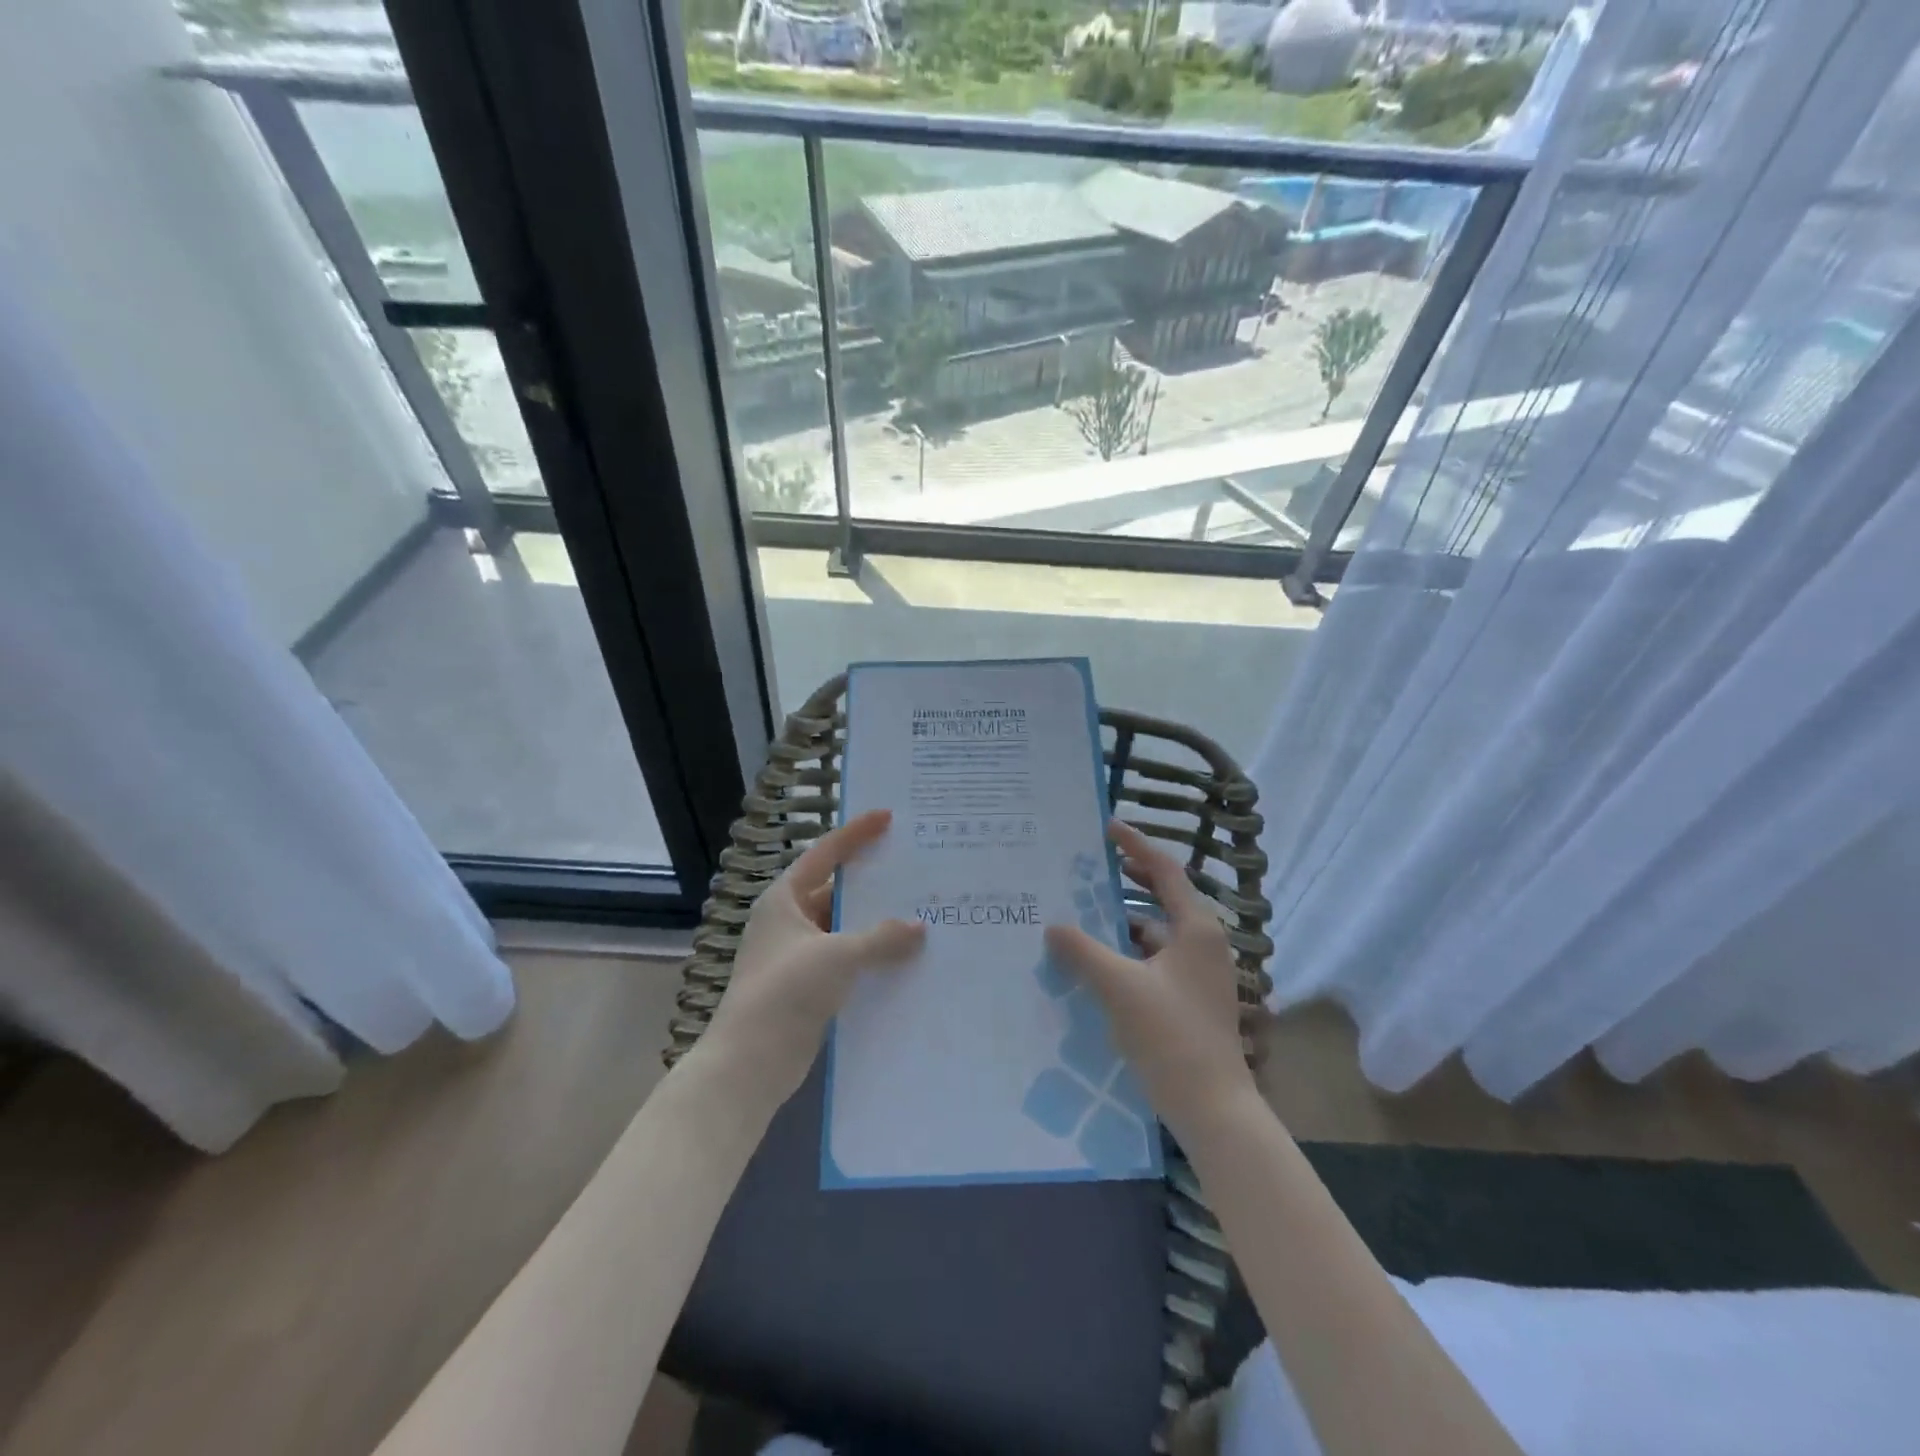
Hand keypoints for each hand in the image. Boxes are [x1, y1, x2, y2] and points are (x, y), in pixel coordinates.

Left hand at [707, 809, 925, 1109]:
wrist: (750, 1062)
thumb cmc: (786, 991)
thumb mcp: (838, 956)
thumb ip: (881, 938)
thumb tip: (919, 928)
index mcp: (784, 899)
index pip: (825, 854)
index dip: (856, 833)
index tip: (887, 817)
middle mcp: (789, 920)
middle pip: (835, 890)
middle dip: (872, 882)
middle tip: (912, 867)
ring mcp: (798, 954)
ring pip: (843, 927)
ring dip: (875, 923)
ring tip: (918, 910)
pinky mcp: (808, 985)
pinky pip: (846, 958)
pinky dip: (871, 955)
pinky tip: (904, 956)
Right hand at [1044, 820, 1258, 1143]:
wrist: (1212, 1108)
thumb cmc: (1170, 1036)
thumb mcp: (1120, 987)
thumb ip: (1083, 951)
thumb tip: (1052, 925)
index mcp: (1196, 929)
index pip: (1165, 870)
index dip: (1135, 846)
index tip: (1105, 828)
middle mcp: (1202, 944)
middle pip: (1162, 897)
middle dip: (1127, 880)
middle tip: (1087, 866)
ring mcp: (1198, 974)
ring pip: (1156, 932)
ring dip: (1122, 919)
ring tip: (1081, 911)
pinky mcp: (1189, 999)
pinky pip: (1154, 960)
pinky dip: (1127, 952)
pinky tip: (1096, 960)